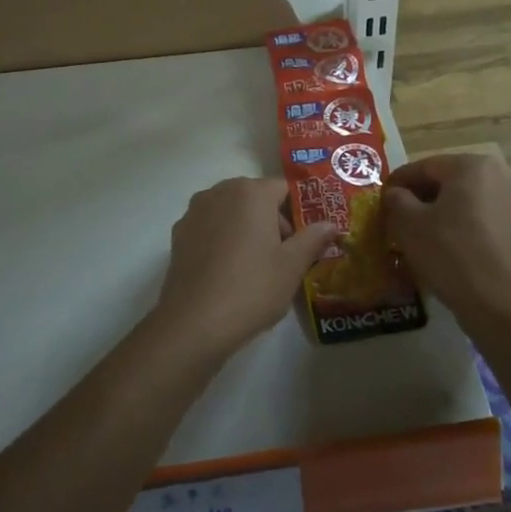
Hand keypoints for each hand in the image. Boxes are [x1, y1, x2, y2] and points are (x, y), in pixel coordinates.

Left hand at [155, 178, 336, 357]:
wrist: (194, 322)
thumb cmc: (252, 287)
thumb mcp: (292, 266)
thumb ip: (313, 238)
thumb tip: (331, 224)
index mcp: (251, 192)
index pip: (283, 189)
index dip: (298, 212)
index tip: (305, 239)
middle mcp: (220, 192)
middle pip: (255, 198)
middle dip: (272, 221)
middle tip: (284, 257)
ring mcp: (195, 212)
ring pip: (231, 212)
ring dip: (246, 229)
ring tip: (255, 266)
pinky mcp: (179, 234)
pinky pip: (210, 228)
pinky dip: (222, 240)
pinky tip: (227, 271)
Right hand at [384, 154, 510, 325]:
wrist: (501, 305)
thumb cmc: (451, 253)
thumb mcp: (408, 223)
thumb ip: (396, 199)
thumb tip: (396, 194)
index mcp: (472, 165)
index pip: (424, 167)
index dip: (398, 183)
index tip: (381, 200)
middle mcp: (499, 176)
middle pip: (448, 182)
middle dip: (420, 198)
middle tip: (397, 219)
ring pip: (466, 202)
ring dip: (441, 214)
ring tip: (419, 236)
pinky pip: (482, 221)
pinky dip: (462, 229)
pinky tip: (447, 250)